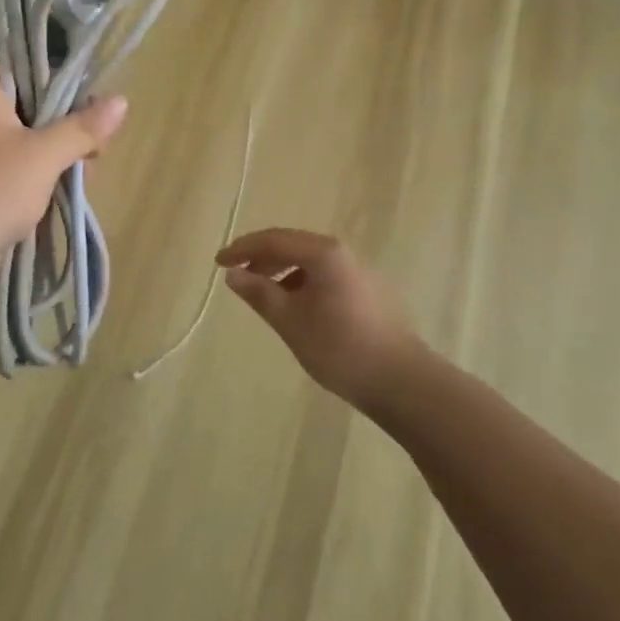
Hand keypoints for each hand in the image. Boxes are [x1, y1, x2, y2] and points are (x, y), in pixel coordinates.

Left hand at [0, 71, 127, 296]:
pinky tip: (52, 202)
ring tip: (76, 186)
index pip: (28, 76)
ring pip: (23, 148)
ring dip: (51, 166)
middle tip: (89, 161)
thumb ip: (83, 128)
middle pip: (30, 113)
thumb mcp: (45, 155)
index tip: (91, 120)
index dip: (63, 94)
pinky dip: (32, 186)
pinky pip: (9, 175)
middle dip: (63, 137)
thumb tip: (121, 101)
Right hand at [217, 229, 427, 409]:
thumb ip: (259, 292)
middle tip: (236, 275)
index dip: (242, 249)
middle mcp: (342, 253)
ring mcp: (359, 271)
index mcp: (323, 253)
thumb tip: (233, 274)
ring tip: (261, 292)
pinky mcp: (368, 290)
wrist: (401, 380)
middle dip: (261, 257)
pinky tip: (293, 305)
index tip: (218, 263)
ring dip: (281, 270)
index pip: (273, 239)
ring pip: (310, 261)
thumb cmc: (338, 347)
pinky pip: (325, 275)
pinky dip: (302, 282)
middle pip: (293, 244)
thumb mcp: (289, 320)